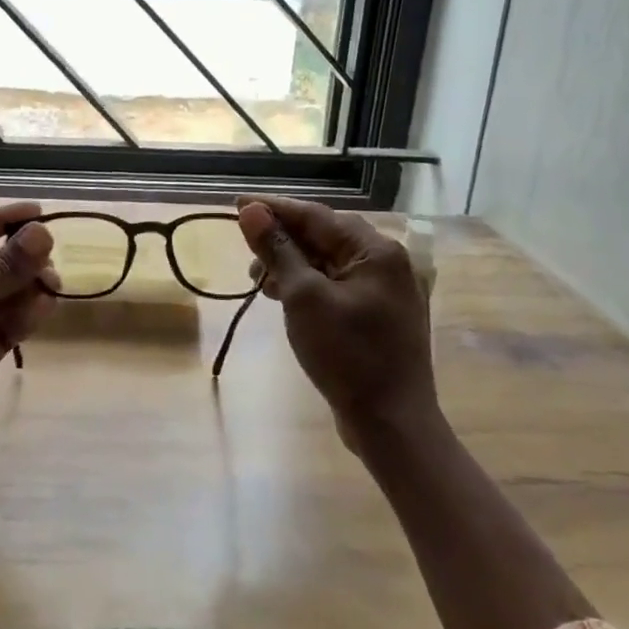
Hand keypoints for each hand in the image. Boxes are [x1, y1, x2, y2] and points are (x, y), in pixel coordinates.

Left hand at [0, 202, 57, 479]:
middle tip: (52, 256)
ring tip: (54, 284)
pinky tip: (46, 306)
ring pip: (0, 295)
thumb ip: (2, 269)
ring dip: (26, 287)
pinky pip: (6, 324)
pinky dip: (26, 314)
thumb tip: (42, 232)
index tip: (37, 212)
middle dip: (18, 261)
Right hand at [235, 195, 436, 450]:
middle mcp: (385, 262)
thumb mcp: (303, 297)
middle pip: (323, 236)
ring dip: (291, 264)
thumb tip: (250, 211)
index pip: (316, 215)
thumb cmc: (347, 355)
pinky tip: (282, 295)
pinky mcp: (376, 316)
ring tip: (258, 278)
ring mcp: (384, 291)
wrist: (392, 423)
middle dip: (281, 239)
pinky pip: (335, 285)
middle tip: (245, 248)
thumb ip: (277, 250)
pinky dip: (306, 285)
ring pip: (327, 262)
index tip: (236, 204)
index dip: (273, 209)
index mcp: (375, 251)